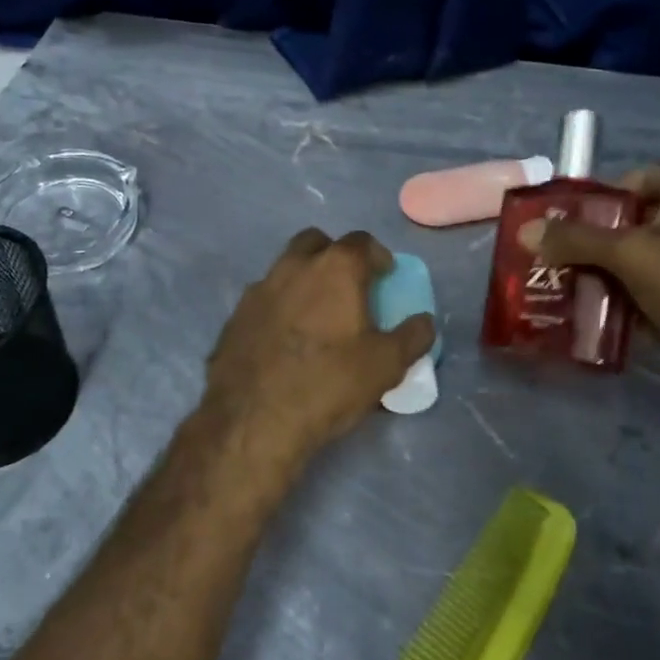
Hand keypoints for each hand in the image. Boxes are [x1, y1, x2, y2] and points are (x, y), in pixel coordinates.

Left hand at [198, 229, 435, 478]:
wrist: (254, 418)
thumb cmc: (329, 383)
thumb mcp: (386, 366)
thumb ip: (412, 337)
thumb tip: (424, 321)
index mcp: (335, 268)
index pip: (361, 241)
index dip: (377, 255)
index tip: (384, 275)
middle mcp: (294, 266)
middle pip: (317, 242)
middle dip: (335, 255)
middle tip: (348, 286)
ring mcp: (259, 288)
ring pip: (286, 267)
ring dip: (304, 279)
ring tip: (317, 314)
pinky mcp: (236, 315)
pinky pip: (265, 297)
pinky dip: (280, 305)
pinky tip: (286, 338)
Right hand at [524, 162, 659, 390]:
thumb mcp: (632, 256)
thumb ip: (576, 240)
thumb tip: (525, 231)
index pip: (633, 179)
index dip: (597, 202)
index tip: (567, 231)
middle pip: (640, 222)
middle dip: (601, 246)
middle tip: (565, 268)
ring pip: (655, 259)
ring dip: (619, 277)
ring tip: (581, 297)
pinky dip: (646, 301)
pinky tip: (617, 322)